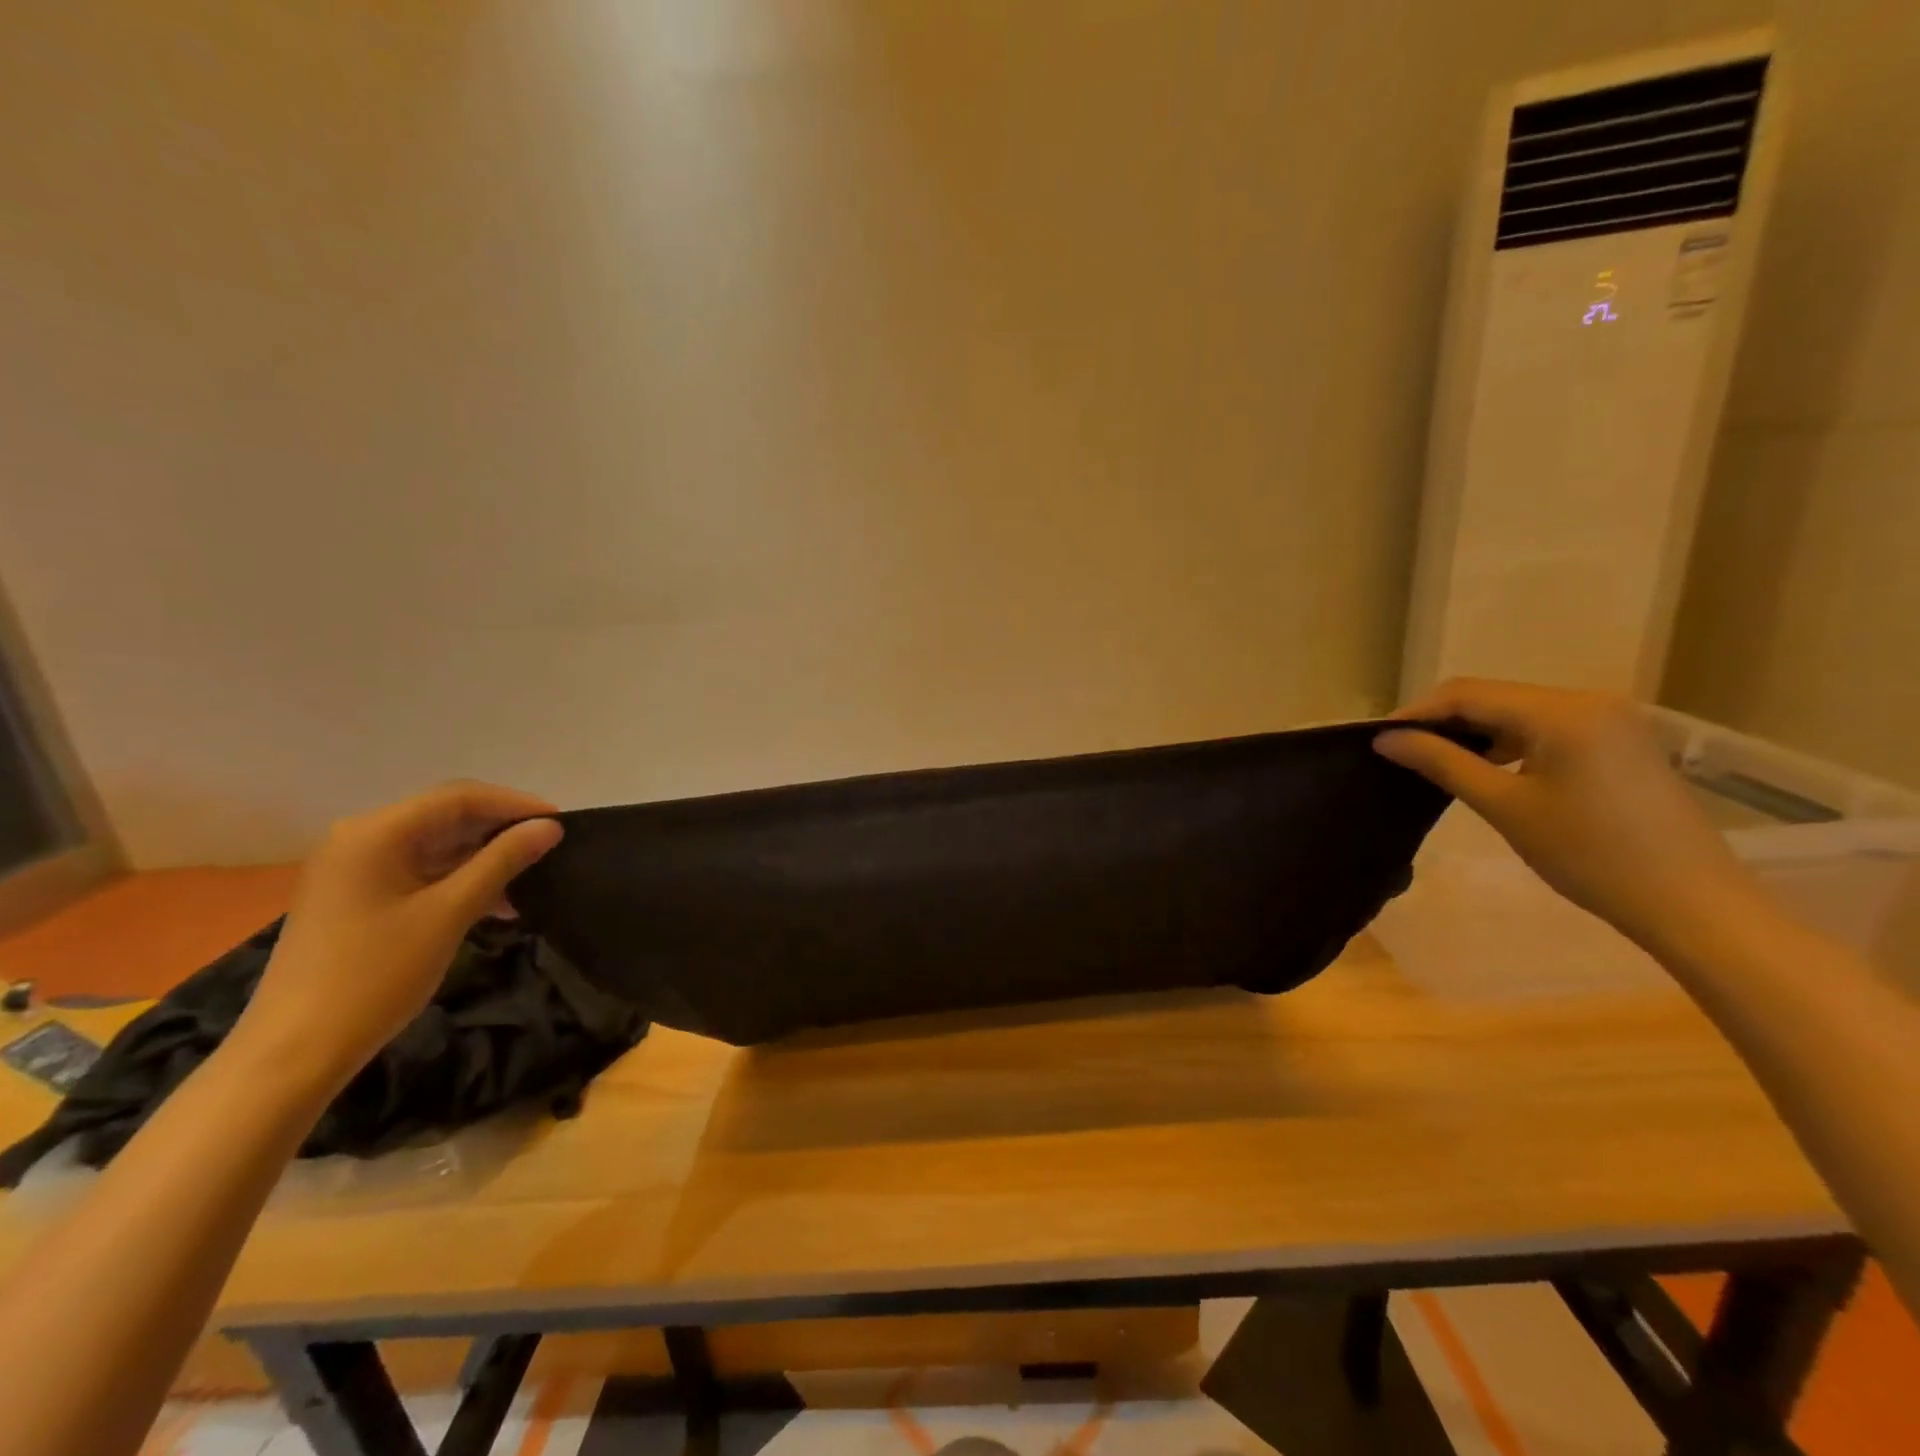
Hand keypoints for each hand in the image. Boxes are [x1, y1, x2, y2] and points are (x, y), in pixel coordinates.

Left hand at [232, 782, 564, 1093]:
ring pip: (437, 845)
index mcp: (375, 833)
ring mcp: (355, 869)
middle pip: (446, 816)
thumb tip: (550, 827)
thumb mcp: (450, 913)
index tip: (562, 823)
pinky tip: (497, 902)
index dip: (515, 804)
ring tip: (532, 879)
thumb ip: (502, 862)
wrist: (294, 1051)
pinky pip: (420, 871)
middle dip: (501, 830)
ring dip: (485, 858)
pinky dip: (460, 879)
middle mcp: (360, 839)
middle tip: (551, 848)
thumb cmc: (375, 975)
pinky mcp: (357, 896)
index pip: (459, 797)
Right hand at [1374, 679, 1761, 954]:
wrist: (1690, 903)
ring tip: (1435, 761)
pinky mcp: (1618, 741)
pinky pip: (1545, 727)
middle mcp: (1588, 700)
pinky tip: (1487, 767)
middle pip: (1493, 696)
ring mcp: (1608, 719)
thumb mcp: (1505, 806)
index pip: (1468, 694)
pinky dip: (1507, 741)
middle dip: (1442, 721)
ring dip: (1473, 731)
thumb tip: (1386, 739)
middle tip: (1401, 752)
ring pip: (1517, 711)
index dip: (1417, 712)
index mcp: (1562, 711)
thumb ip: (1442, 763)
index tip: (1379, 740)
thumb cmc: (1589, 854)